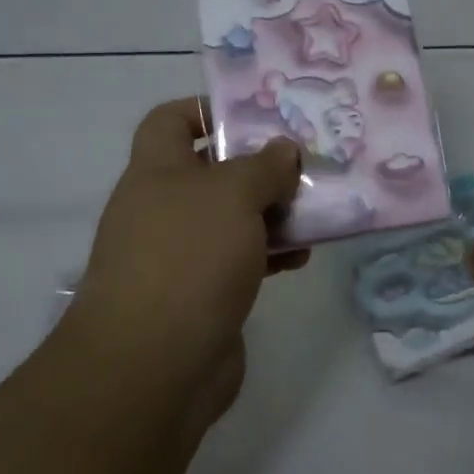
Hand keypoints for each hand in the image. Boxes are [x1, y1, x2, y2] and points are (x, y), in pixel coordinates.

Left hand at [68, 100, 306, 423]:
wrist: (155, 365)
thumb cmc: (189, 257)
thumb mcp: (233, 194)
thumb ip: (264, 165)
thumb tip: (283, 149)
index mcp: (156, 171)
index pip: (171, 120)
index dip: (207, 108)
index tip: (256, 114)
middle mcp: (163, 208)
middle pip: (212, 170)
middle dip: (258, 164)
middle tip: (305, 159)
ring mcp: (181, 254)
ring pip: (232, 218)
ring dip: (272, 211)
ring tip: (318, 205)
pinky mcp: (202, 295)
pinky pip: (241, 260)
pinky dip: (270, 253)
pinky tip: (305, 255)